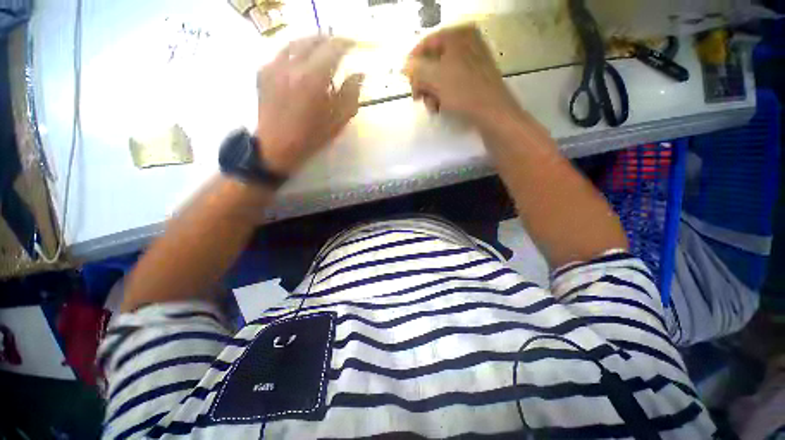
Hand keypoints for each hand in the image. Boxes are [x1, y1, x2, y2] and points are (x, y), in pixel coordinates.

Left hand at [256, 36, 363, 174]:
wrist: (277, 147)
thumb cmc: (311, 137)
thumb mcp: (338, 121)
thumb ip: (351, 95)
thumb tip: (359, 74)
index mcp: (312, 79)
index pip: (332, 49)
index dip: (345, 44)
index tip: (354, 45)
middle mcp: (291, 65)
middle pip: (312, 40)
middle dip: (329, 40)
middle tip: (340, 46)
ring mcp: (274, 66)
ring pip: (295, 42)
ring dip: (311, 43)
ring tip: (321, 50)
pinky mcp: (263, 72)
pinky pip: (282, 53)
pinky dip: (296, 52)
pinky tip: (302, 62)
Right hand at [403, 25, 520, 125]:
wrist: (492, 113)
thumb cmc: (463, 93)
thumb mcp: (434, 79)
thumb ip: (416, 69)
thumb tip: (406, 66)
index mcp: (458, 36)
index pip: (426, 43)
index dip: (413, 63)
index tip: (406, 80)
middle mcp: (466, 44)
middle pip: (433, 61)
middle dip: (424, 83)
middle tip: (419, 98)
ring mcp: (472, 62)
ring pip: (442, 75)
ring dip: (432, 93)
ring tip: (433, 107)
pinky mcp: (476, 79)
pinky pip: (452, 83)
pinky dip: (444, 95)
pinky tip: (442, 107)